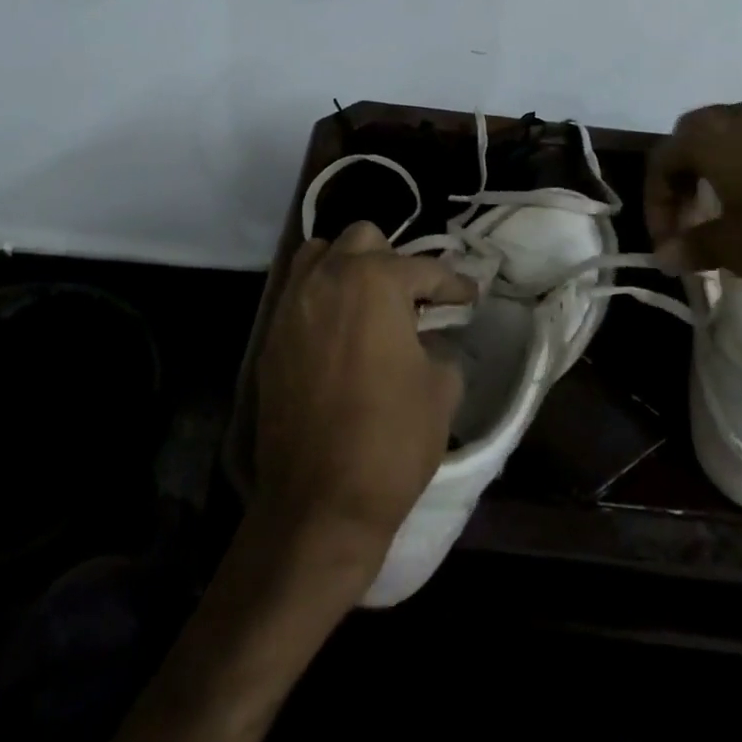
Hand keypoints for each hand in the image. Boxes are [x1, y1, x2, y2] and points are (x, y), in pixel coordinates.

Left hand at [253, 222, 469, 573]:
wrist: (318, 503)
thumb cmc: (390, 439)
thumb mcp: (441, 388)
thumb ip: (439, 346)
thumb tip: (429, 339)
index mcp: (375, 281)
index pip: (424, 269)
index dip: (454, 284)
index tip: (469, 296)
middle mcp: (328, 277)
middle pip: (364, 239)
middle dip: (394, 261)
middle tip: (415, 298)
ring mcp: (293, 304)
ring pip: (321, 254)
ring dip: (350, 267)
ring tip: (371, 303)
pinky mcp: (272, 335)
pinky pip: (300, 292)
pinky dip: (324, 295)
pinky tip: (342, 329)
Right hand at [645, 98, 741, 296]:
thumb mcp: (738, 250)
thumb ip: (693, 247)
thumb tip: (664, 254)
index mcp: (712, 136)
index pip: (661, 159)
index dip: (656, 203)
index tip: (668, 242)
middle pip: (697, 137)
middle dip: (687, 179)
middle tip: (695, 219)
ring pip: (741, 136)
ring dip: (728, 170)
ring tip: (739, 212)